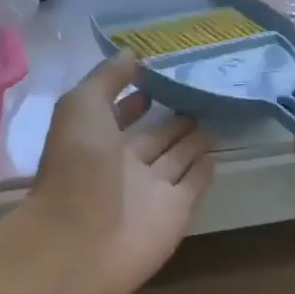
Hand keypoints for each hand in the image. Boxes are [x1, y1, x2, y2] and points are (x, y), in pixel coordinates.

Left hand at [25, 55, 213, 293]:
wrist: (82, 240)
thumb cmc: (78, 165)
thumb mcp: (82, 105)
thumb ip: (107, 78)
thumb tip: (133, 54)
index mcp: (96, 138)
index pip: (120, 113)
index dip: (136, 96)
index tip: (162, 75)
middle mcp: (123, 164)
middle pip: (154, 136)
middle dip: (173, 117)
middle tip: (201, 94)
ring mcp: (150, 190)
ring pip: (176, 158)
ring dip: (192, 140)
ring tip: (214, 115)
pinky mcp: (176, 213)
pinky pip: (193, 185)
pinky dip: (203, 170)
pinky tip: (216, 152)